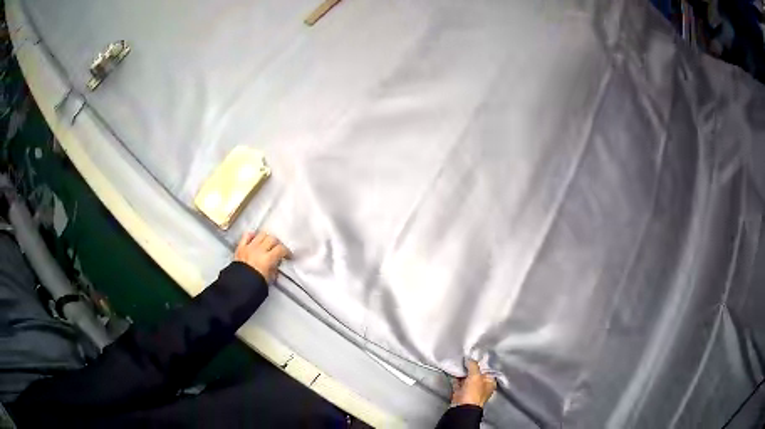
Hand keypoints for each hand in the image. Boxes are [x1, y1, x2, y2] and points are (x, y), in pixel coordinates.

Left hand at [234, 231, 290, 282]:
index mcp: (268, 259)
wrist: (239, 287)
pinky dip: (252, 235)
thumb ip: (275, 268)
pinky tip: (255, 239)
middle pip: (272, 239)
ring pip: (261, 234)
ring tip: (267, 243)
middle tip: (278, 249)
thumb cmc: (256, 284)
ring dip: (266, 238)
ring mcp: (249, 247)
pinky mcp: (240, 247)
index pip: (281, 249)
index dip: (287, 252)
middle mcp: (259, 250)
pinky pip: (246, 235)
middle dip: (277, 243)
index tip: (288, 256)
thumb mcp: (270, 278)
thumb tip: (277, 262)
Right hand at [449, 359, 496, 407]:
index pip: (487, 370)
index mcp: (490, 382)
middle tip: (466, 358)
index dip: (482, 363)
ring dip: (463, 371)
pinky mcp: (461, 392)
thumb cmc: (473, 392)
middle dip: (471, 366)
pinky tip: (453, 370)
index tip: (476, 356)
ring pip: (467, 378)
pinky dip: (456, 377)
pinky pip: (458, 382)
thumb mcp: (476, 376)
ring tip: (459, 362)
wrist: (462, 407)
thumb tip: (470, 359)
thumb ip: (473, 365)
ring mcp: (470, 390)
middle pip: (476, 373)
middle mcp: (481, 386)